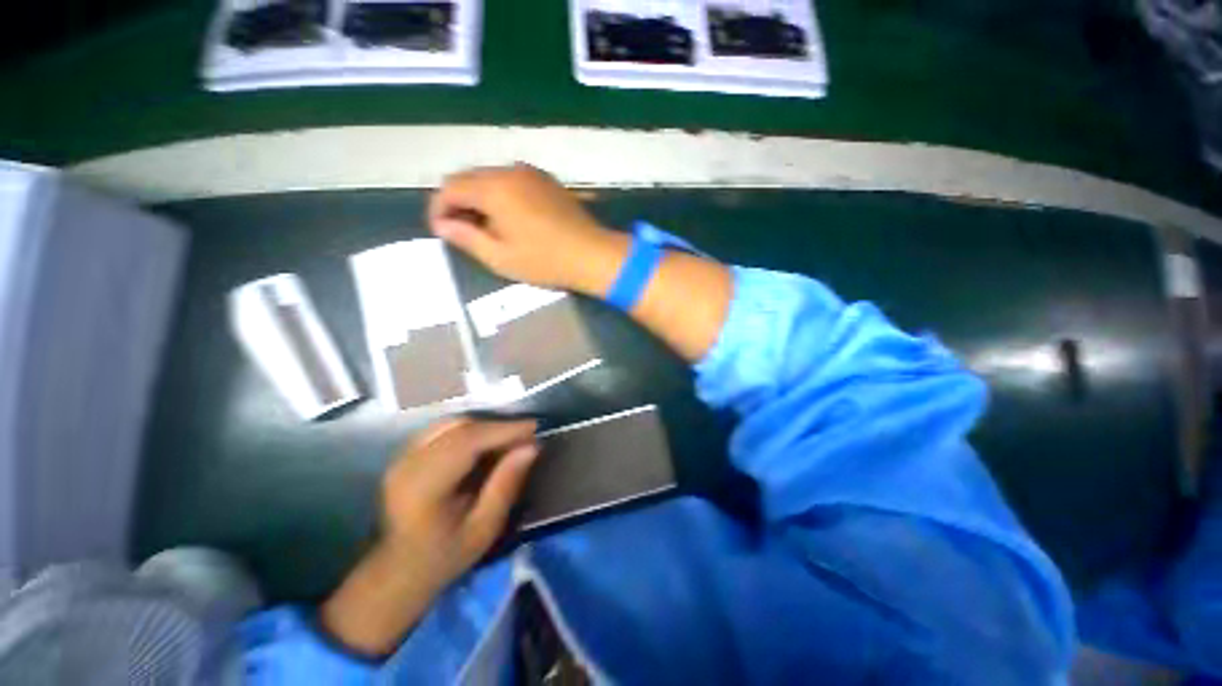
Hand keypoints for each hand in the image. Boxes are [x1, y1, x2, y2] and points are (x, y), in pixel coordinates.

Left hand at [379, 418, 538, 589]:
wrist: (398, 572)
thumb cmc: (444, 556)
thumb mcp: (484, 529)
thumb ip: (506, 485)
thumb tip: (531, 447)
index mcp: (423, 487)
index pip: (467, 442)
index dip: (503, 430)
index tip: (534, 428)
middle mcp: (407, 464)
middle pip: (460, 427)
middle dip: (498, 426)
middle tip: (526, 436)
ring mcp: (403, 456)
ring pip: (452, 423)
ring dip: (485, 427)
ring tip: (510, 439)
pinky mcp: (405, 453)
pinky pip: (444, 428)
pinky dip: (471, 430)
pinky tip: (487, 442)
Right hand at [427, 164, 629, 293]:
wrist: (593, 255)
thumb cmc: (546, 261)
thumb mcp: (501, 257)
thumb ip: (467, 238)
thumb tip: (443, 225)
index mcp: (494, 188)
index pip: (450, 187)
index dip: (439, 208)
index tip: (440, 231)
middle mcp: (510, 171)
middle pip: (469, 178)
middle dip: (458, 202)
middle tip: (461, 231)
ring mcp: (532, 174)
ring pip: (491, 178)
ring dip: (480, 198)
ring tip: (485, 228)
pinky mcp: (547, 181)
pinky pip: (512, 182)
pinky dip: (501, 196)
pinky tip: (509, 218)